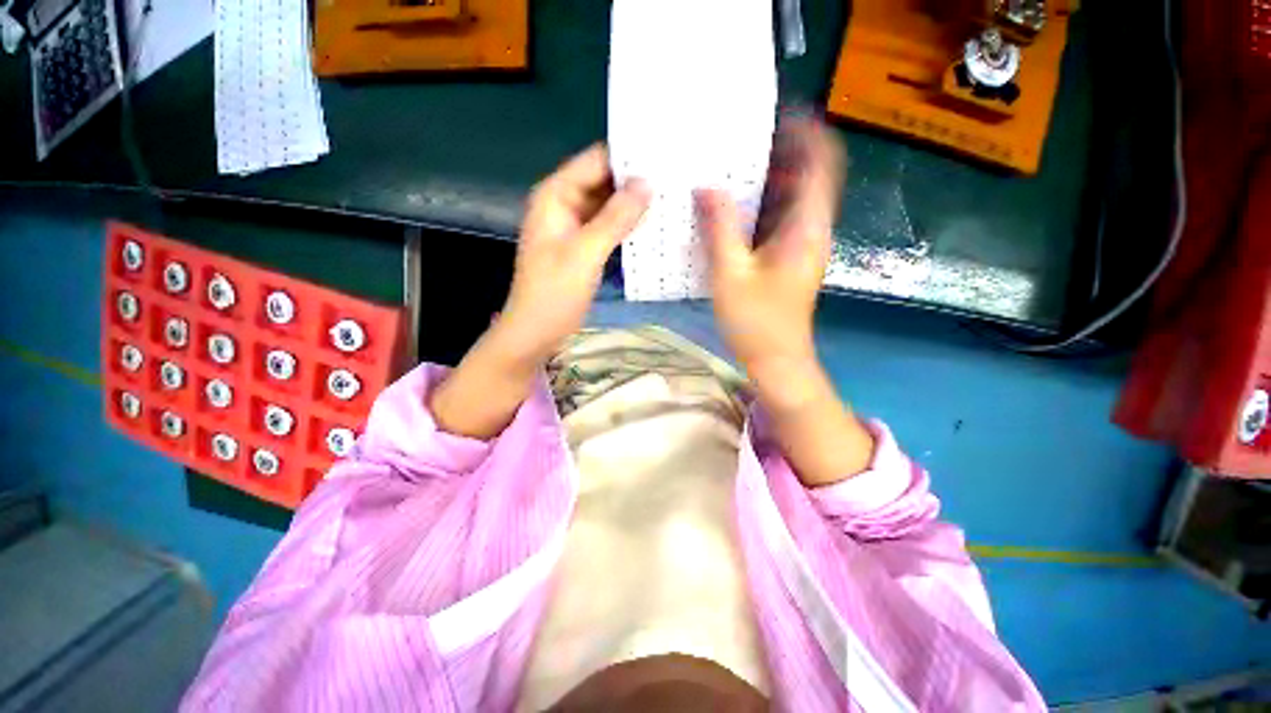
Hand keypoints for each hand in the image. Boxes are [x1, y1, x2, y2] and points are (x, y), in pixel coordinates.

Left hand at [431, 145, 648, 439]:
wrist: (536, 332)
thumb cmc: (553, 294)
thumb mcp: (585, 254)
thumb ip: (615, 218)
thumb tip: (647, 183)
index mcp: (556, 195)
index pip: (597, 161)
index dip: (629, 157)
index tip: (666, 157)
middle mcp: (565, 204)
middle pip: (604, 181)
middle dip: (636, 181)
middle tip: (677, 180)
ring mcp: (575, 226)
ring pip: (609, 205)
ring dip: (635, 205)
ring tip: (672, 198)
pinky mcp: (584, 246)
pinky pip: (609, 227)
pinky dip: (628, 226)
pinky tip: (654, 226)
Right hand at [696, 117, 844, 381]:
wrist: (777, 360)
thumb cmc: (756, 321)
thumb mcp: (730, 273)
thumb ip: (720, 228)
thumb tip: (708, 188)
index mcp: (806, 227)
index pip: (822, 163)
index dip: (807, 133)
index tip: (777, 115)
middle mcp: (811, 230)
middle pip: (808, 176)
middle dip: (780, 153)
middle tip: (740, 142)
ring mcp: (803, 245)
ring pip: (793, 199)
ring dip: (769, 180)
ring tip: (732, 168)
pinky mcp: (790, 259)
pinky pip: (780, 220)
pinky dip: (762, 206)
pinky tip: (733, 209)